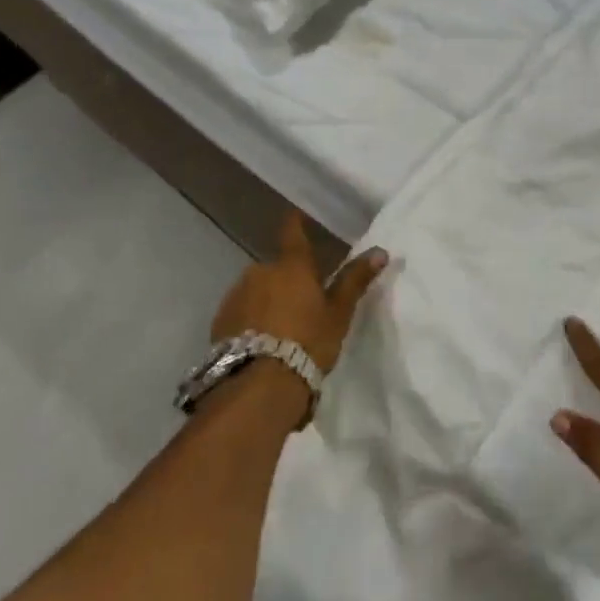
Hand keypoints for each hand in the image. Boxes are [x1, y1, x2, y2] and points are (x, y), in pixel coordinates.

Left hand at [209, 211, 388, 374]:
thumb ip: (355, 280)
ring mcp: (236, 296)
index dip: (296, 223)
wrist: (259, 385)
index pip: (293, 234)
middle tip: (301, 304)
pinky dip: (251, 319)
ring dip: (267, 300)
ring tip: (281, 329)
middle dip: (286, 280)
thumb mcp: (338, 313)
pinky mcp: (219, 322)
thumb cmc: (308, 342)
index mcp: (292, 266)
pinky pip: (241, 311)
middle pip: (276, 269)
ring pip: (256, 290)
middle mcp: (260, 272)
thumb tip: (380, 251)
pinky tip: (260, 341)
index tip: (295, 215)